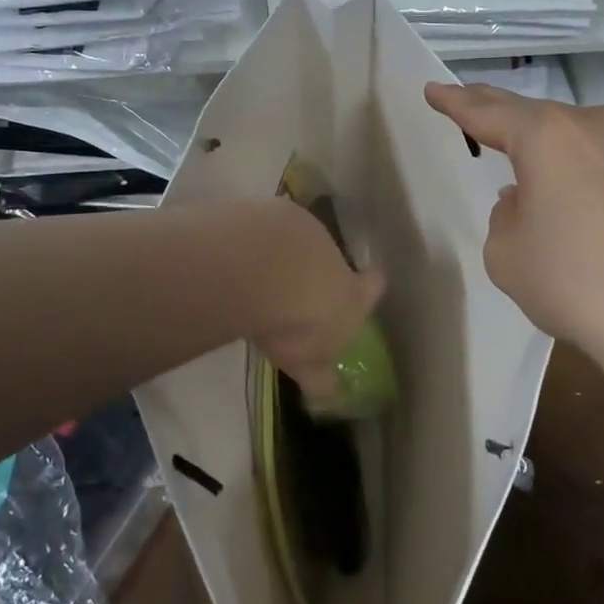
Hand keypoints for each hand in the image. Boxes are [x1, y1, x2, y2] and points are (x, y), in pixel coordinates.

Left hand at [247, 198, 386, 406]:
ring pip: (295, 238)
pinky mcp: (268, 208)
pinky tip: (232, 255)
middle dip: (314, 271)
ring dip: (280, 252)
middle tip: (292, 290)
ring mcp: (301, 226)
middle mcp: (332, 252)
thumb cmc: (297, 321)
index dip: (367, 289)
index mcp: (351, 292)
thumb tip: (329, 395)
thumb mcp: (308, 362)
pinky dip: (251, 239)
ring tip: (254, 272)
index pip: (372, 288)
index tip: (365, 287)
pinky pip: (262, 226)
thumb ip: (318, 376)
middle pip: (331, 259)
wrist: (265, 268)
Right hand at [424, 84, 603, 373]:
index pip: (488, 111)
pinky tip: (575, 199)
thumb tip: (529, 201)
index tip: (433, 90)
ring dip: (546, 146)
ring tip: (522, 161)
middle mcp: (596, 126)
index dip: (456, 102)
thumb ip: (505, 216)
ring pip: (576, 137)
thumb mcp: (507, 254)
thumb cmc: (575, 283)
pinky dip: (581, 171)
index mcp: (548, 135)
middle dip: (498, 112)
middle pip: (535, 115)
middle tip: (468, 103)